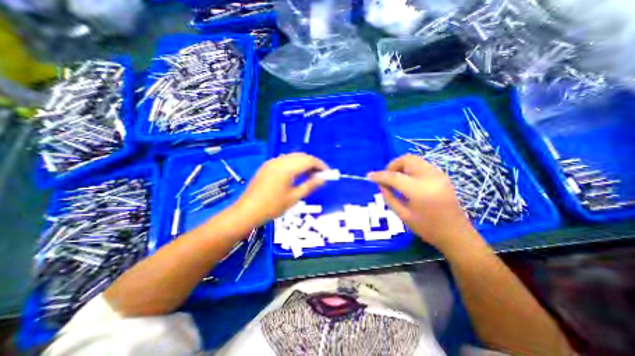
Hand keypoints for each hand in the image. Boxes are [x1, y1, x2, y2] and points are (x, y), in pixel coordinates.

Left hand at [236, 153, 329, 224]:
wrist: (248, 211)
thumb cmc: (272, 207)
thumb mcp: (294, 197)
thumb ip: (310, 186)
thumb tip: (323, 179)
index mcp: (286, 168)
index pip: (309, 160)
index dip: (320, 165)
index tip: (328, 173)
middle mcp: (279, 161)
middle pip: (301, 156)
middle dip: (313, 163)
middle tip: (320, 175)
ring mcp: (272, 162)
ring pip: (293, 157)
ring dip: (304, 163)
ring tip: (310, 175)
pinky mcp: (267, 165)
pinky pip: (285, 160)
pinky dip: (295, 164)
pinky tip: (297, 174)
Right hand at [368, 153, 475, 249]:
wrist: (457, 235)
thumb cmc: (427, 229)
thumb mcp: (403, 215)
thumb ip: (389, 197)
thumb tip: (380, 184)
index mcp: (420, 191)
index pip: (394, 176)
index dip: (380, 175)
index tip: (369, 176)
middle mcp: (431, 177)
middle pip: (406, 160)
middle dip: (392, 166)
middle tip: (387, 178)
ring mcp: (439, 174)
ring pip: (414, 159)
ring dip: (401, 166)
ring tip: (397, 180)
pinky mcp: (442, 175)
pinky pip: (421, 164)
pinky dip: (410, 168)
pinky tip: (408, 181)